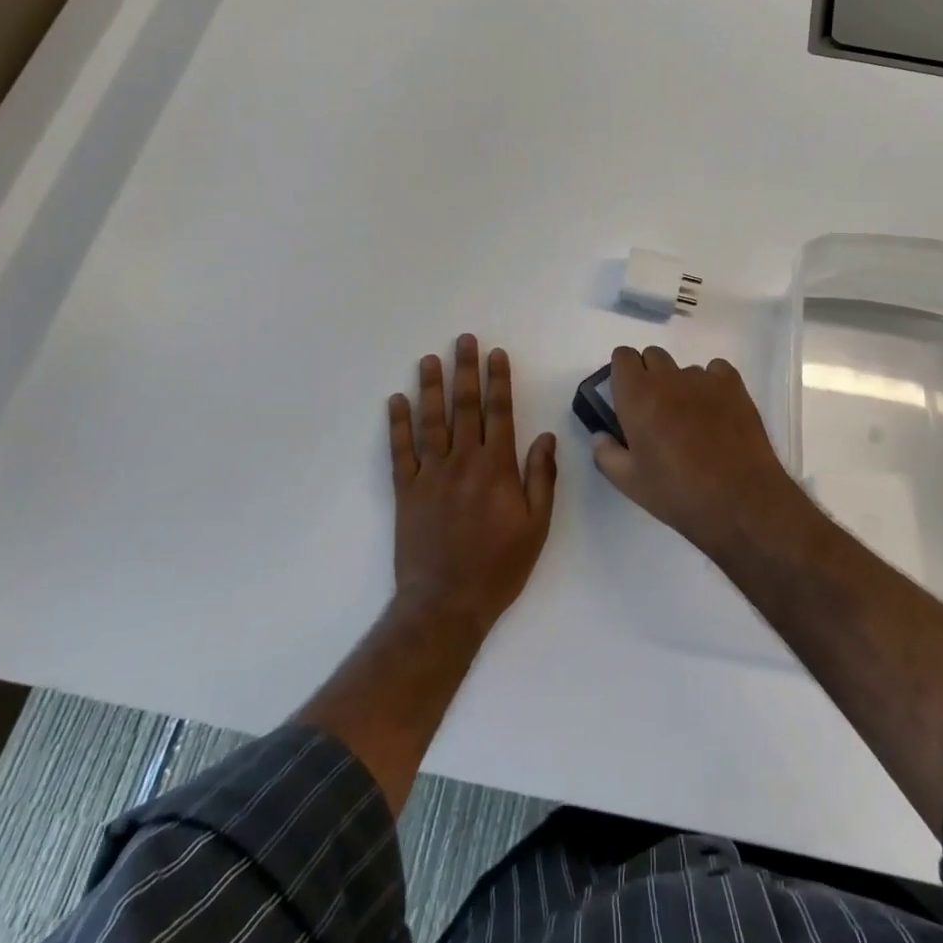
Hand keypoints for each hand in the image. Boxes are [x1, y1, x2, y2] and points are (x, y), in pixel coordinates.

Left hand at [388, 334, 556, 634]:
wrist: (446, 603)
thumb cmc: (499, 566)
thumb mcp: (537, 526)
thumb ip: (541, 478)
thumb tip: (545, 437)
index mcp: (497, 468)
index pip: (499, 412)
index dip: (498, 381)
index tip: (496, 354)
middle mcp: (463, 461)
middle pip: (464, 406)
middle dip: (465, 370)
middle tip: (464, 340)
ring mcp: (430, 474)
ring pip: (431, 420)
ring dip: (431, 387)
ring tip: (430, 358)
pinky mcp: (405, 491)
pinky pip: (400, 450)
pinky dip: (398, 424)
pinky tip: (397, 400)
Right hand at [590, 345, 808, 560]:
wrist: (740, 501)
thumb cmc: (678, 493)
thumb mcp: (629, 483)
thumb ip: (605, 454)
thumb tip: (601, 435)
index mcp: (637, 396)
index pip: (622, 356)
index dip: (623, 373)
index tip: (627, 397)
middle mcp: (669, 378)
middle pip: (652, 356)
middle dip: (649, 376)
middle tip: (656, 412)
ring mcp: (704, 379)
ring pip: (684, 369)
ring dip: (681, 386)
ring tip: (692, 421)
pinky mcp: (734, 386)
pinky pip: (716, 371)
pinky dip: (712, 384)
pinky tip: (717, 413)